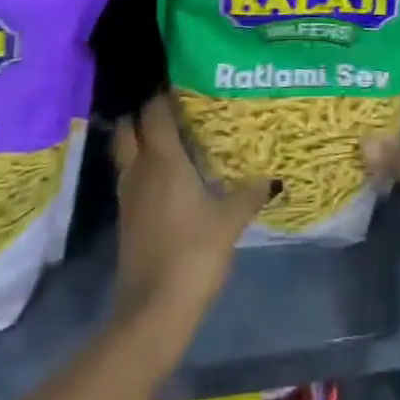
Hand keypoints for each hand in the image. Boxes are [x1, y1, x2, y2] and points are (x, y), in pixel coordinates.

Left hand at [111, 94, 271, 331]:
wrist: (152, 313)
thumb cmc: (193, 254)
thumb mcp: (230, 221)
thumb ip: (250, 194)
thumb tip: (273, 178)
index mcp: (163, 160)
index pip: (153, 112)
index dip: (163, 96)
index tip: (183, 86)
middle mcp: (140, 171)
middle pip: (128, 129)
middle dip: (143, 116)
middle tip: (172, 111)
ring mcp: (128, 197)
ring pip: (126, 155)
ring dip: (141, 144)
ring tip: (172, 141)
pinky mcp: (126, 222)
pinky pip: (131, 180)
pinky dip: (143, 171)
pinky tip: (167, 181)